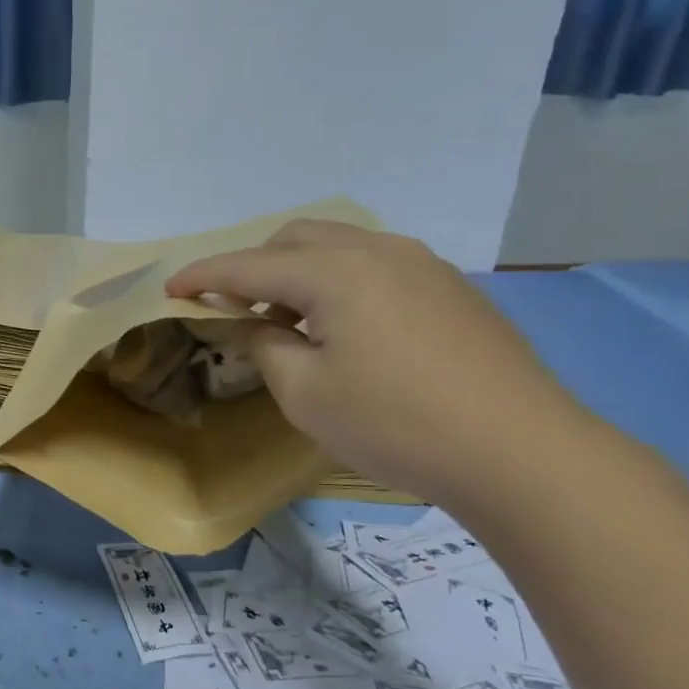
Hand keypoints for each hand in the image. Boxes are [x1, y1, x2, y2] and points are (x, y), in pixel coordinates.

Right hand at [166, 221, 589, 507]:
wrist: (519, 450)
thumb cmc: (394, 423)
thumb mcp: (304, 393)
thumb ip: (267, 346)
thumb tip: (263, 325)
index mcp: (335, 272)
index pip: (249, 264)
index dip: (203, 275)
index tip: (169, 287)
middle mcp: (378, 251)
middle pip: (296, 238)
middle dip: (253, 265)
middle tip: (235, 308)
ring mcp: (421, 264)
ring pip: (339, 246)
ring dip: (297, 272)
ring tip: (288, 319)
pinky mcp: (450, 288)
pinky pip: (374, 264)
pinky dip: (339, 281)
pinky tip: (344, 327)